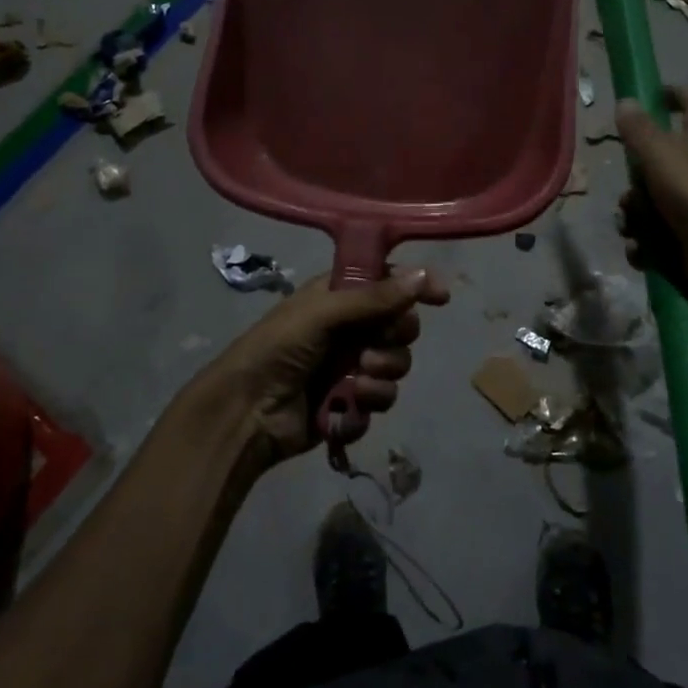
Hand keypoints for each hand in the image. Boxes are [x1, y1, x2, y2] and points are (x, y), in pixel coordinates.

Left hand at [206, 268, 449, 464]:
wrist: (246, 412)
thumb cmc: (278, 348)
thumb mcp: (323, 314)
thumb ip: (374, 298)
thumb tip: (423, 275)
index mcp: (341, 296)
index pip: (389, 282)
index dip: (416, 287)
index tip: (440, 297)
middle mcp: (351, 328)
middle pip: (402, 328)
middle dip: (394, 341)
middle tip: (370, 349)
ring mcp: (352, 367)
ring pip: (396, 367)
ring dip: (381, 376)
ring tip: (355, 383)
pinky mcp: (351, 403)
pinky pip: (381, 401)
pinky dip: (366, 406)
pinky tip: (345, 408)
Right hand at [616, 88, 687, 314]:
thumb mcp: (660, 152)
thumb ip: (639, 128)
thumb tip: (626, 101)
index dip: (676, 95)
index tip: (652, 95)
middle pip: (658, 164)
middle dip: (635, 180)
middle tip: (630, 188)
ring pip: (650, 203)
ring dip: (634, 216)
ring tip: (634, 226)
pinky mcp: (687, 238)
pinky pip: (653, 236)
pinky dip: (644, 244)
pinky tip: (641, 249)